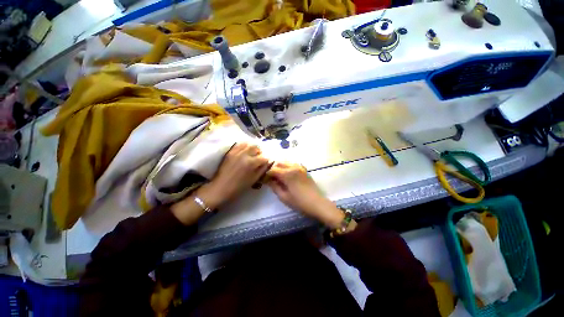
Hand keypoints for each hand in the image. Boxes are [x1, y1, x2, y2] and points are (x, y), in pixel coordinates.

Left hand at [198, 143, 270, 208]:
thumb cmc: (239, 186)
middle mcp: (245, 155)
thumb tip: (268, 162)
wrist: (221, 187)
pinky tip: (245, 151)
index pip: (264, 157)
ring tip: (252, 153)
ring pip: (248, 144)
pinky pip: (239, 144)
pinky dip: (244, 146)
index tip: (265, 163)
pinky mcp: (230, 152)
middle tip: (259, 158)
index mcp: (251, 163)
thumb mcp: (254, 179)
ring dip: (252, 148)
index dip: (266, 160)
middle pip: (256, 148)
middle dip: (260, 152)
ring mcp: (236, 152)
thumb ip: (262, 169)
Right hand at [267, 162, 343, 227]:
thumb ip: (274, 186)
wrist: (318, 204)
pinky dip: (287, 167)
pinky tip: (286, 175)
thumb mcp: (284, 197)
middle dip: (272, 169)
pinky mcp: (304, 170)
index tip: (263, 179)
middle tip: (269, 178)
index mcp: (287, 174)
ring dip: (279, 167)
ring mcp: (300, 167)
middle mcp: (293, 167)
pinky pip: (293, 164)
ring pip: (286, 162)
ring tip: (277, 176)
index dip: (266, 174)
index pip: (272, 169)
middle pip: (279, 163)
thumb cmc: (300, 203)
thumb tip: (267, 180)